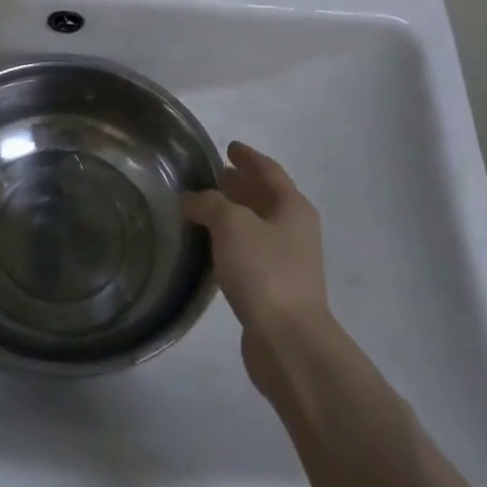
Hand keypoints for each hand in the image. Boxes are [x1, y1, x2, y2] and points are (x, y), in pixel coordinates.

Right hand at [182, 142, 326, 338]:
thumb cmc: (264, 271)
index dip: (249, 157)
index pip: (269, 171)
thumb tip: (192, 199)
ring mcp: (288, 261)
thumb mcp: (231, 225)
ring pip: (258, 226)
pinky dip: (232, 241)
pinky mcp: (275, 289)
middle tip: (213, 176)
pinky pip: (251, 252)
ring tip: (204, 208)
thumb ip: (209, 203)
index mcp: (293, 207)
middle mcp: (295, 230)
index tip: (229, 146)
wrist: (288, 340)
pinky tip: (211, 247)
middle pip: (266, 197)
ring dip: (235, 214)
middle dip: (241, 185)